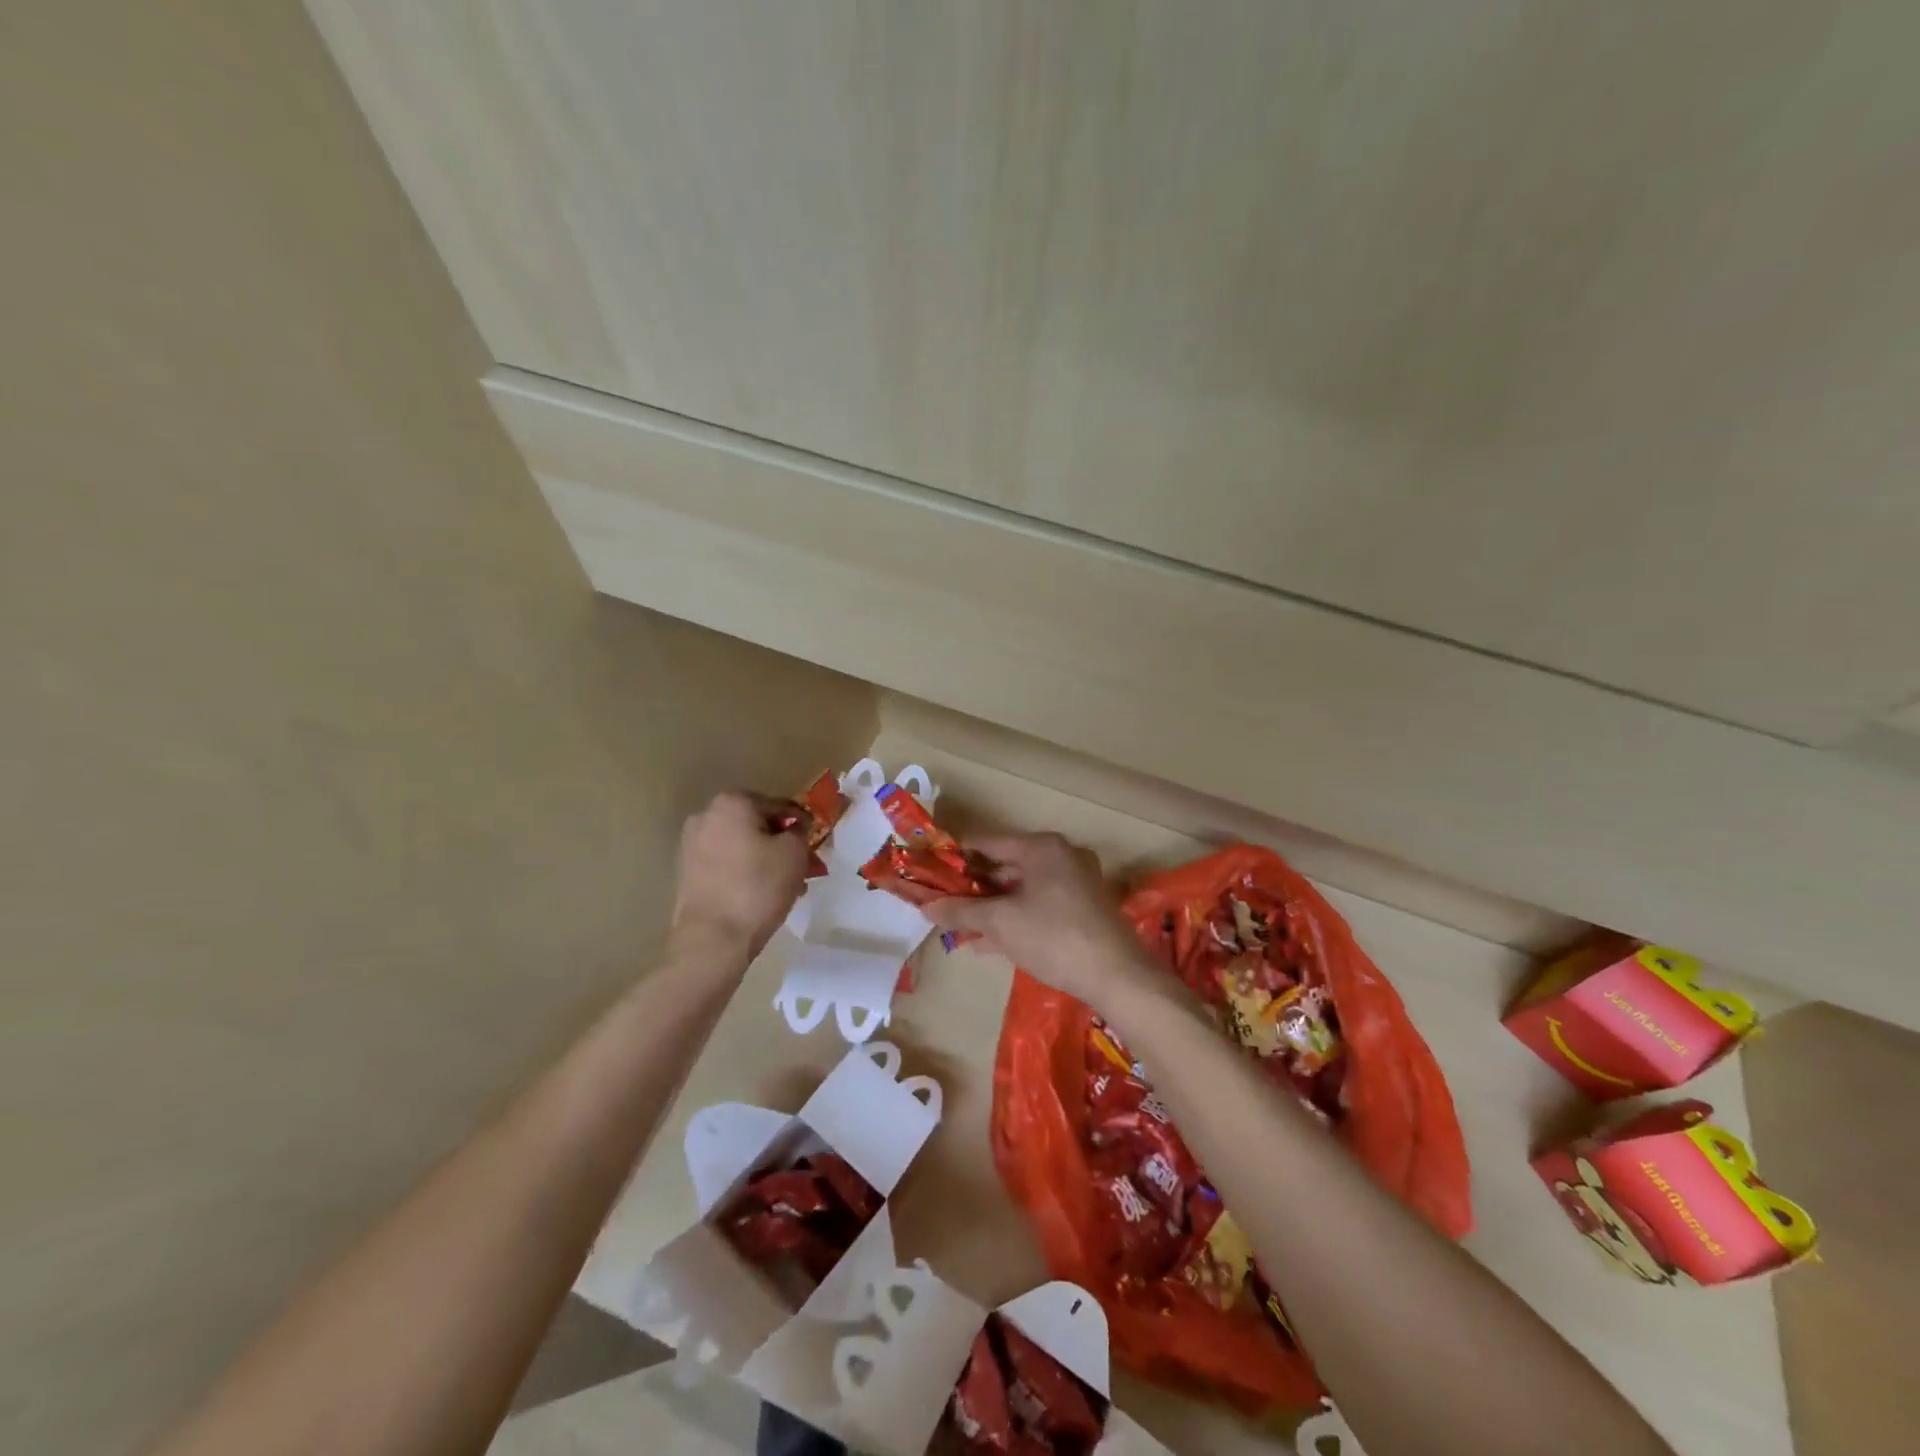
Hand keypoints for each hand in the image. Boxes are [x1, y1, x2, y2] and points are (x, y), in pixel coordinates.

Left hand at [668, 791, 808, 960]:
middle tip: (803, 866)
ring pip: (741, 846)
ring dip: (764, 860)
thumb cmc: (758, 887)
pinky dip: (745, 873)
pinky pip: (726, 865)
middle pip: (757, 826)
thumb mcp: (795, 853)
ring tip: (786, 886)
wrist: (713, 939)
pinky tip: (762, 895)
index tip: (814, 843)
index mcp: (732, 802)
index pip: (779, 805)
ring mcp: (691, 846)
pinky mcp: (686, 874)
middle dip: (781, 844)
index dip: (801, 824)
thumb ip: (800, 832)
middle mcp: (705, 816)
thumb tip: (794, 829)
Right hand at [926, 833, 1154, 1012]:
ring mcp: (1077, 882)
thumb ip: (960, 911)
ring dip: (991, 907)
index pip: (987, 842)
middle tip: (943, 904)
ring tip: (959, 927)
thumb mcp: (1000, 923)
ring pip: (1022, 889)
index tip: (930, 872)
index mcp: (1042, 847)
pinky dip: (1014, 918)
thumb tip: (926, 906)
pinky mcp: (1084, 908)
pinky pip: (1038, 905)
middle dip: (973, 888)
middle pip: (1005, 865)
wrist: (1117, 977)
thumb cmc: (1053, 937)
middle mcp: (1061, 856)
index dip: (955, 857)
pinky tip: (989, 943)